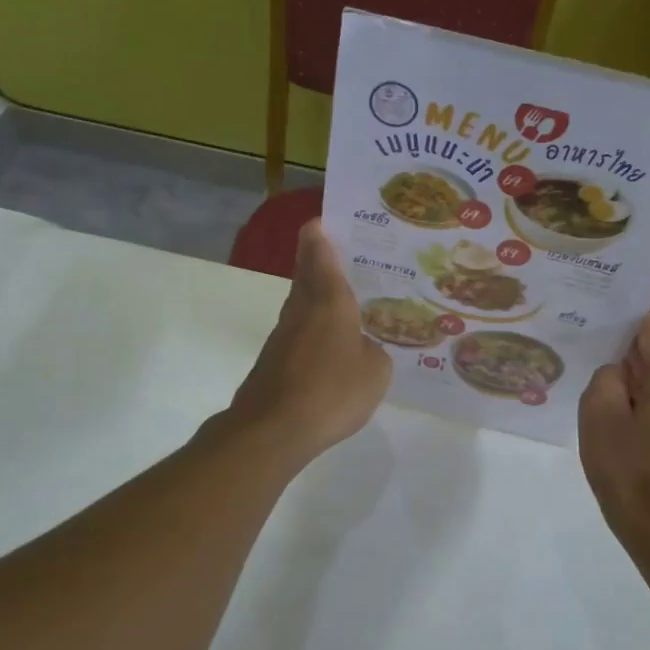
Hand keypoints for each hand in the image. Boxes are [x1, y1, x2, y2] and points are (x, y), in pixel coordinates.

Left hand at [224, 219, 390, 467]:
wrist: (273, 429)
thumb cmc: (332, 391)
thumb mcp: (376, 372)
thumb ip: (375, 352)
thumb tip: (362, 349)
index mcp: (329, 300)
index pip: (319, 253)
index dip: (320, 234)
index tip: (325, 220)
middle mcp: (302, 309)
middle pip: (307, 274)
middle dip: (321, 262)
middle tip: (348, 258)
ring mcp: (283, 335)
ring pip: (302, 304)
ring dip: (319, 297)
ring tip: (349, 303)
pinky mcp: (274, 361)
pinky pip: (300, 334)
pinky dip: (315, 331)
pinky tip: (333, 348)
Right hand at [578, 315, 649, 531]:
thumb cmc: (626, 466)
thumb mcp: (598, 413)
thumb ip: (606, 377)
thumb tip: (618, 373)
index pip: (649, 331)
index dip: (622, 328)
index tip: (596, 331)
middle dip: (626, 364)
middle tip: (593, 375)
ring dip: (635, 391)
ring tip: (603, 405)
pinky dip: (646, 411)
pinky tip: (623, 429)